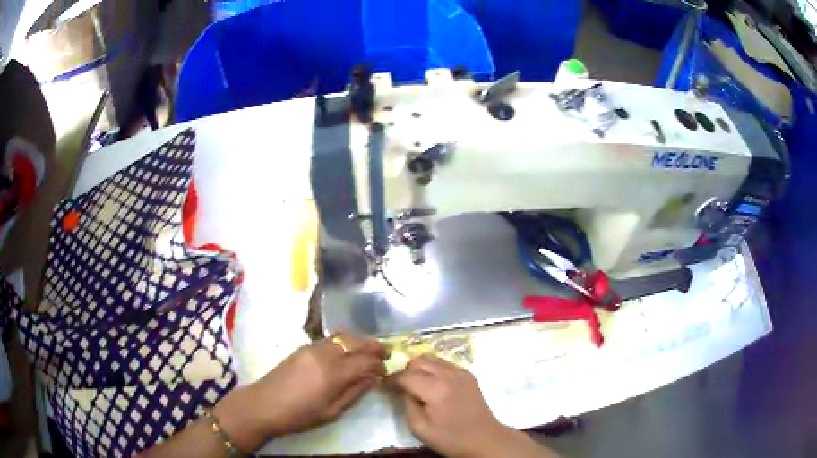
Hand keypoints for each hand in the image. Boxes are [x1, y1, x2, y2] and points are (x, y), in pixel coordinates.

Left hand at [216, 332, 385, 448]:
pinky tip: (347, 351)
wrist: (264, 405)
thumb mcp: (332, 412)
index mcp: (333, 373)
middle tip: (385, 352)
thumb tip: (373, 379)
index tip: (387, 371)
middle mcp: (324, 354)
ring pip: (342, 336)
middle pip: (355, 341)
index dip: (379, 365)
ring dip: (359, 340)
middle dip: (373, 345)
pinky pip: (330, 339)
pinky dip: (344, 341)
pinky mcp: (303, 347)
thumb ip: (355, 393)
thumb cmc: (299, 415)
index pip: (365, 361)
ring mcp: (312, 347)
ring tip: (369, 350)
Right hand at [391, 355, 555, 457]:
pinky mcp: (468, 373)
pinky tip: (433, 385)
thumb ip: (406, 404)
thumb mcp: (420, 428)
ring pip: (431, 358)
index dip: (391, 379)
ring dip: (419, 368)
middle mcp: (449, 374)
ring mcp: (461, 371)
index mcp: (436, 389)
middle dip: (406, 371)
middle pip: (418, 360)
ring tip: (416, 384)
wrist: (485, 439)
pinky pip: (444, 363)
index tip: (383, 386)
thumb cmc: (451, 438)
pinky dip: (433, 369)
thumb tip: (400, 388)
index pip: (405, 375)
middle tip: (401, 387)